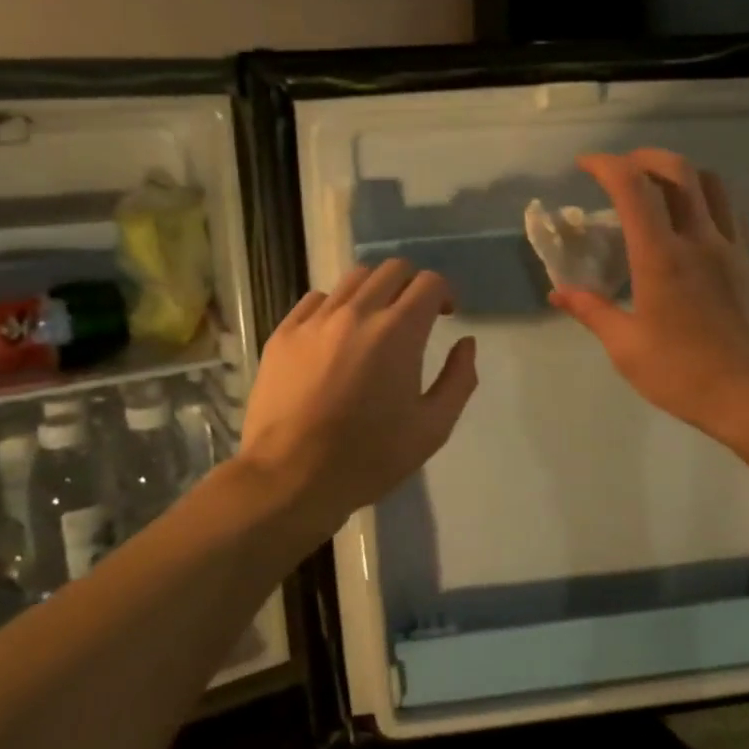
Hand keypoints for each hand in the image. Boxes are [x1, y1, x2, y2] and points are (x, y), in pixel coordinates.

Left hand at [238, 260, 478, 544]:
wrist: (290, 478)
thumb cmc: (369, 457)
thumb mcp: (433, 428)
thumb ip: (459, 379)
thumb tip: (465, 343)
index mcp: (398, 332)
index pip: (428, 282)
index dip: (444, 293)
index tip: (445, 314)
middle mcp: (357, 313)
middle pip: (392, 269)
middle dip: (412, 285)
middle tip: (415, 315)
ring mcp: (315, 320)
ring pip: (353, 279)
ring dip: (375, 291)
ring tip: (375, 322)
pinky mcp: (284, 333)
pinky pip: (316, 300)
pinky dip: (335, 306)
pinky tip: (336, 335)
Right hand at [551, 150, 748, 436]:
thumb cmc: (685, 375)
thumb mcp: (627, 349)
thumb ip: (593, 312)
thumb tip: (559, 293)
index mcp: (661, 257)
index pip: (632, 187)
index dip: (605, 165)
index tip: (585, 165)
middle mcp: (700, 239)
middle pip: (677, 170)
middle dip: (644, 157)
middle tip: (622, 170)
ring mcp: (735, 248)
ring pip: (712, 185)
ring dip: (681, 175)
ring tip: (661, 191)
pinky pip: (734, 214)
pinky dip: (710, 203)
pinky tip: (699, 226)